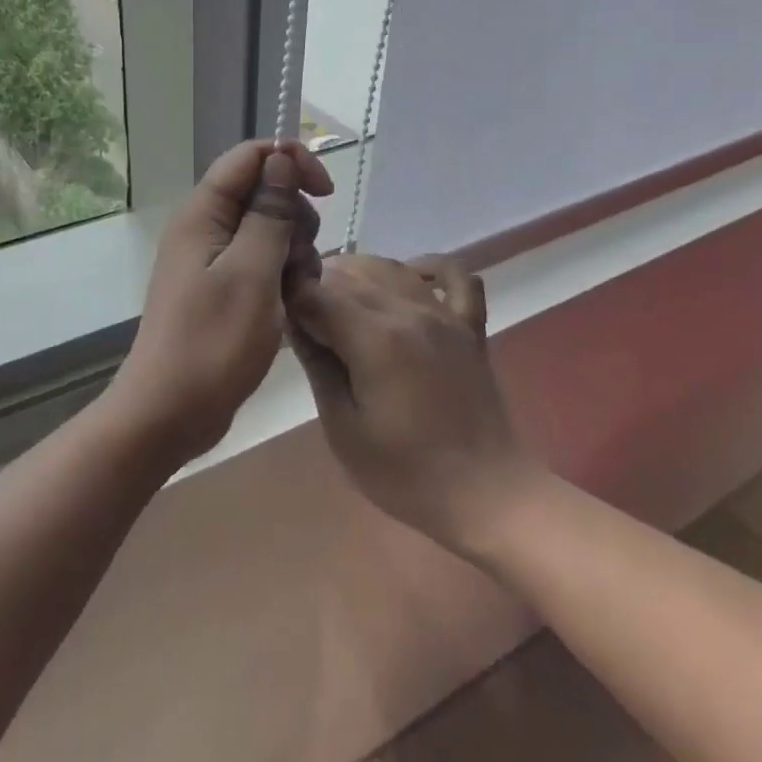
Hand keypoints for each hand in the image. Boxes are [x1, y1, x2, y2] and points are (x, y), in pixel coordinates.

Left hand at [105, 139, 333, 469]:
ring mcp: (212, 260)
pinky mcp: (221, 288)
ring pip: (267, 229)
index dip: (291, 162)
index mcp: (203, 214)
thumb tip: (281, 160)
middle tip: (302, 259)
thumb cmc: (213, 343)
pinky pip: (260, 262)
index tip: (325, 194)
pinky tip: (291, 305)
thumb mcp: (252, 273)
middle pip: (262, 192)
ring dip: (293, 251)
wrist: (169, 413)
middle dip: (295, 217)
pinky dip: (281, 276)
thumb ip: (269, 213)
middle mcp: (205, 228)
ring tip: (297, 291)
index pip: (250, 156)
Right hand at [286, 253, 543, 552]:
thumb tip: (293, 320)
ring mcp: (445, 314)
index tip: (276, 311)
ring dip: (358, 272)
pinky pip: (454, 275)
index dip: (291, 296)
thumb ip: (318, 364)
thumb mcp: (343, 427)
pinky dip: (428, 267)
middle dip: (318, 284)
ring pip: (392, 268)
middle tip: (300, 312)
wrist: (485, 494)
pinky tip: (408, 277)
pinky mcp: (469, 325)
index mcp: (375, 338)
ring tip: (337, 295)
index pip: (318, 293)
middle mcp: (410, 311)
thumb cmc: (405, 473)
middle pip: (351, 275)